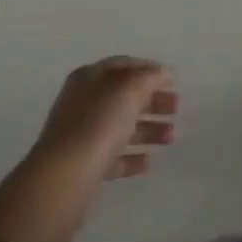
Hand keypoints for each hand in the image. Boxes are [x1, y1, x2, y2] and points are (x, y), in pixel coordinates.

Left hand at [32, 56, 178, 184]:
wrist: (65, 176)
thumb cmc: (99, 123)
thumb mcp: (130, 88)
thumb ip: (151, 76)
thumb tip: (163, 73)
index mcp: (89, 78)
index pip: (123, 65)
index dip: (149, 69)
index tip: (173, 81)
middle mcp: (83, 103)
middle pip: (124, 97)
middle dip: (153, 101)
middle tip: (177, 109)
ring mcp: (81, 135)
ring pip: (122, 127)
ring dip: (150, 130)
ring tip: (171, 138)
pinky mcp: (84, 166)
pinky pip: (114, 157)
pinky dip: (133, 157)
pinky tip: (149, 162)